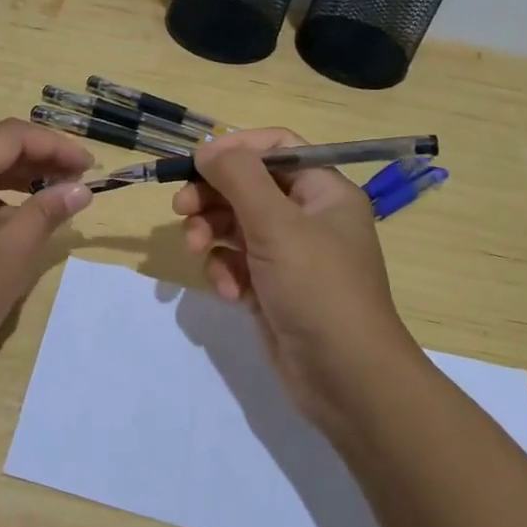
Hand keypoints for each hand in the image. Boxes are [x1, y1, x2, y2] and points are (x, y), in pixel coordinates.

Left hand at [0, 119, 94, 382]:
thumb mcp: (10, 258)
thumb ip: (46, 213)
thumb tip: (79, 189)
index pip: (9, 137)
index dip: (55, 146)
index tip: (89, 167)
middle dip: (34, 164)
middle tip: (75, 185)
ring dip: (9, 184)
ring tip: (48, 205)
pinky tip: (5, 228)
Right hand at [175, 128, 414, 425]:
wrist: (346, 378)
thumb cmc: (318, 288)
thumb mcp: (277, 224)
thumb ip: (238, 178)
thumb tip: (207, 149)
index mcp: (323, 191)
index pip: (277, 149)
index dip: (236, 149)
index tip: (198, 163)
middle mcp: (308, 217)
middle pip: (248, 187)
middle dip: (212, 197)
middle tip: (181, 209)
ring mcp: (289, 255)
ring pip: (236, 226)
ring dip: (211, 235)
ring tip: (198, 251)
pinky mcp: (272, 288)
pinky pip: (237, 264)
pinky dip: (225, 272)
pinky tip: (227, 292)